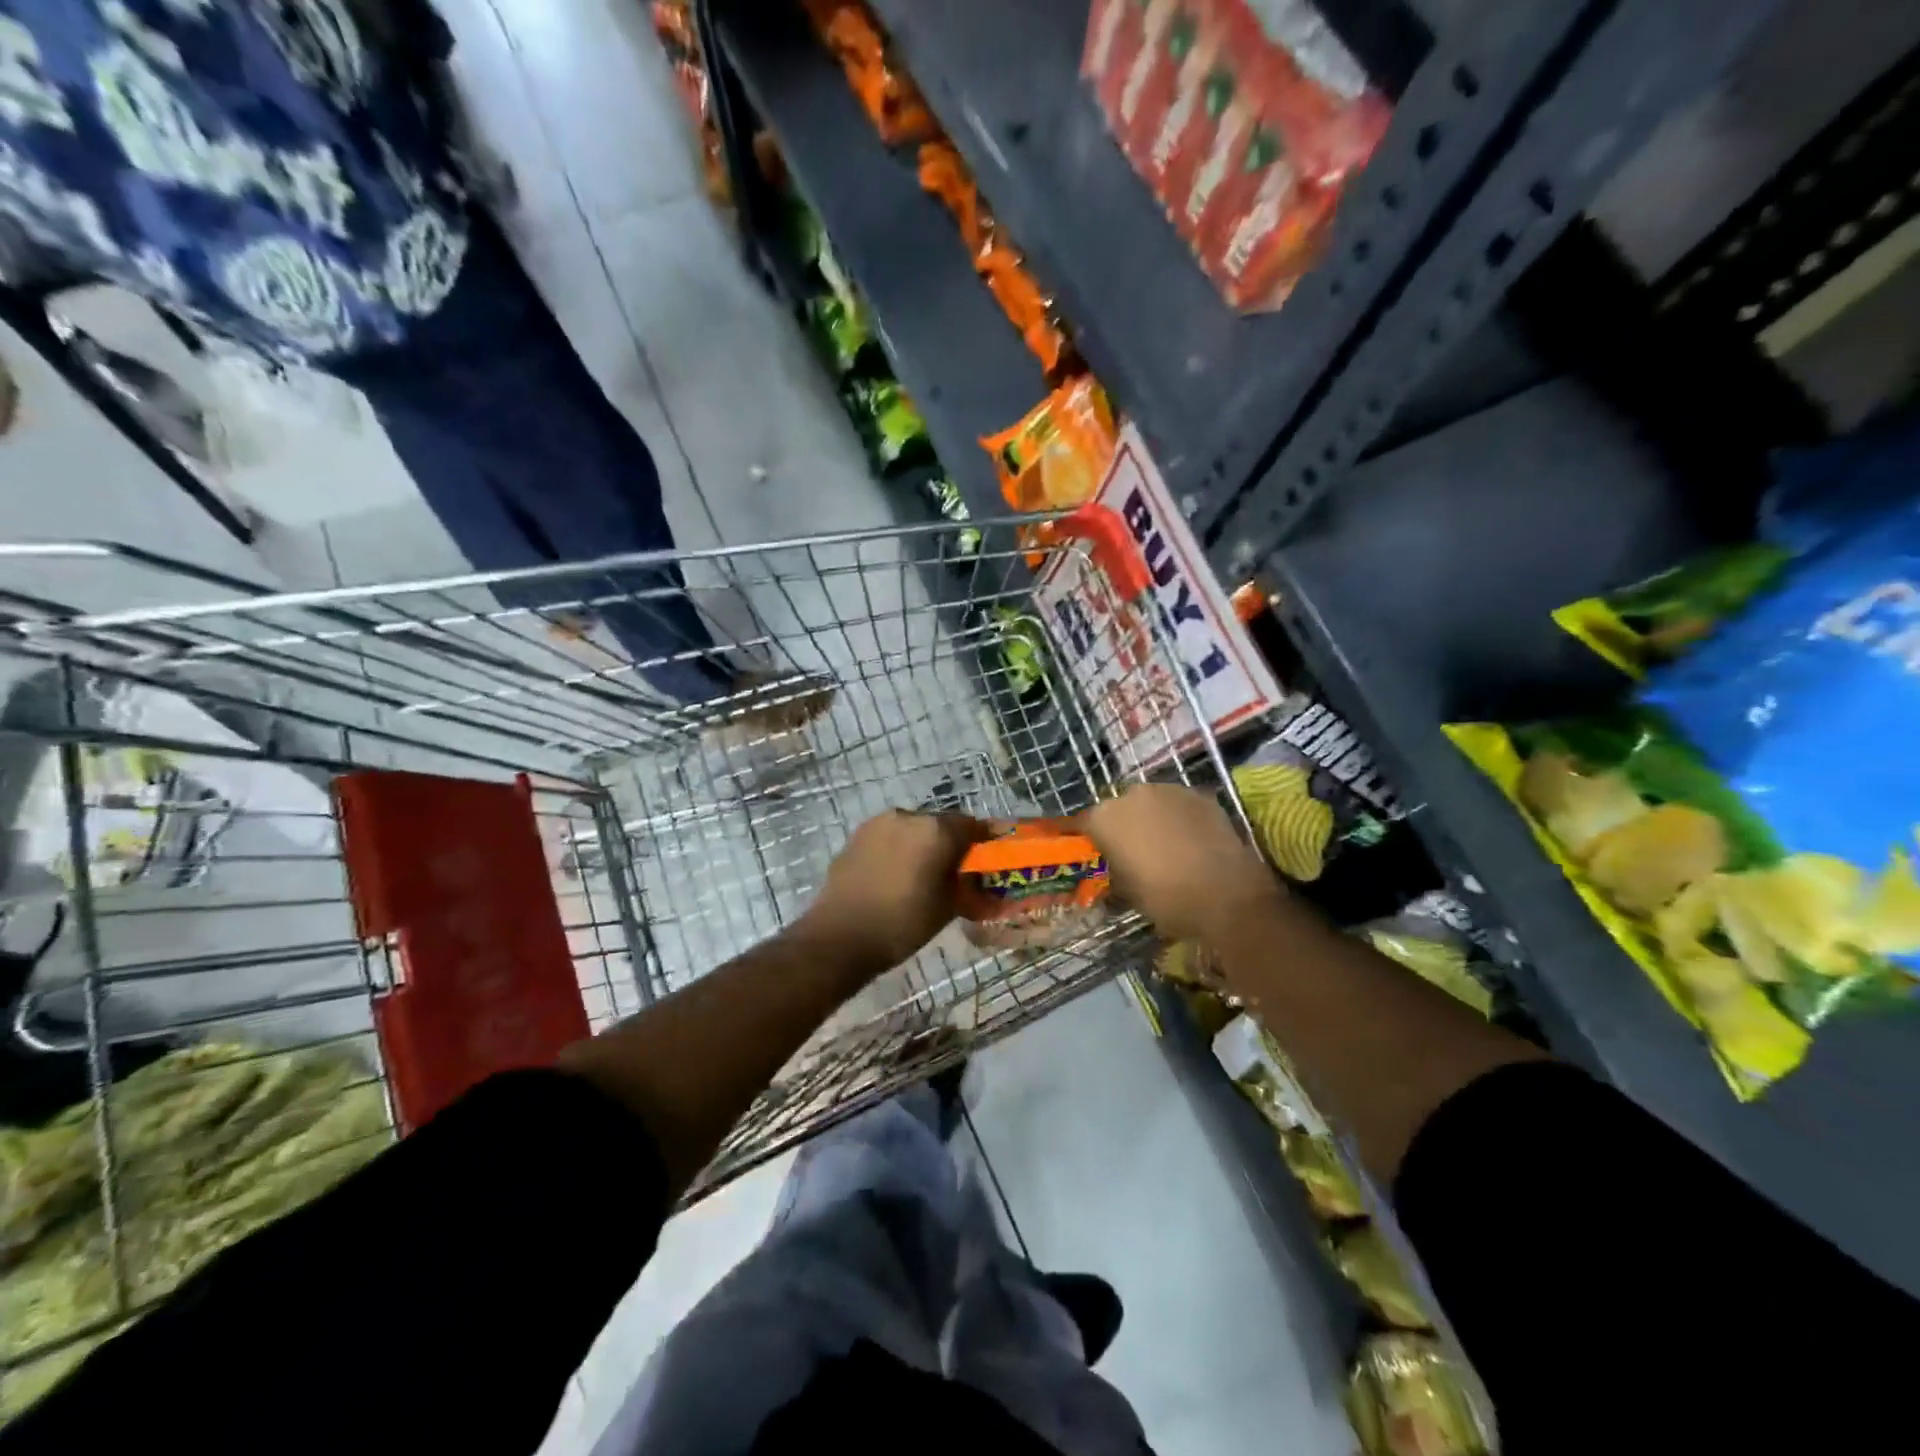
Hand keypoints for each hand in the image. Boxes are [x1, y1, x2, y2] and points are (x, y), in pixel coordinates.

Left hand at [794, 811, 988, 975]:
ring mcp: (878, 824)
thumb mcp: (947, 907)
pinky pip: (889, 838)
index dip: (984, 840)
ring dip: (923, 844)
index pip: (972, 826)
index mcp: (936, 830)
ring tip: (924, 873)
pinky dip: (899, 850)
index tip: (991, 855)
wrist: (839, 936)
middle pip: (940, 824)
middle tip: (957, 869)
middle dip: (951, 843)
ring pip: (912, 829)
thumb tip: (976, 877)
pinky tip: (897, 875)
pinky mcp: (856, 836)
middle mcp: (908, 816)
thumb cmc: (903, 923)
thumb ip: (966, 884)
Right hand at [1084, 785, 1283, 942]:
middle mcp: (1132, 794)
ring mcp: (1169, 790)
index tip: (1087, 847)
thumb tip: (1117, 869)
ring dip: (1152, 818)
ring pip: (1151, 802)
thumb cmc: (1166, 899)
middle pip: (1120, 808)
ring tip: (1164, 845)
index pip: (1083, 822)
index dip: (1085, 836)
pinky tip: (1190, 841)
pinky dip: (1179, 818)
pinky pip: (1179, 805)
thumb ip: (1116, 872)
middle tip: (1131, 850)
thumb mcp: (1128, 894)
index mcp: (1106, 818)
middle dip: (1123, 825)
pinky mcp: (1200, 795)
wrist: (1227, 895)